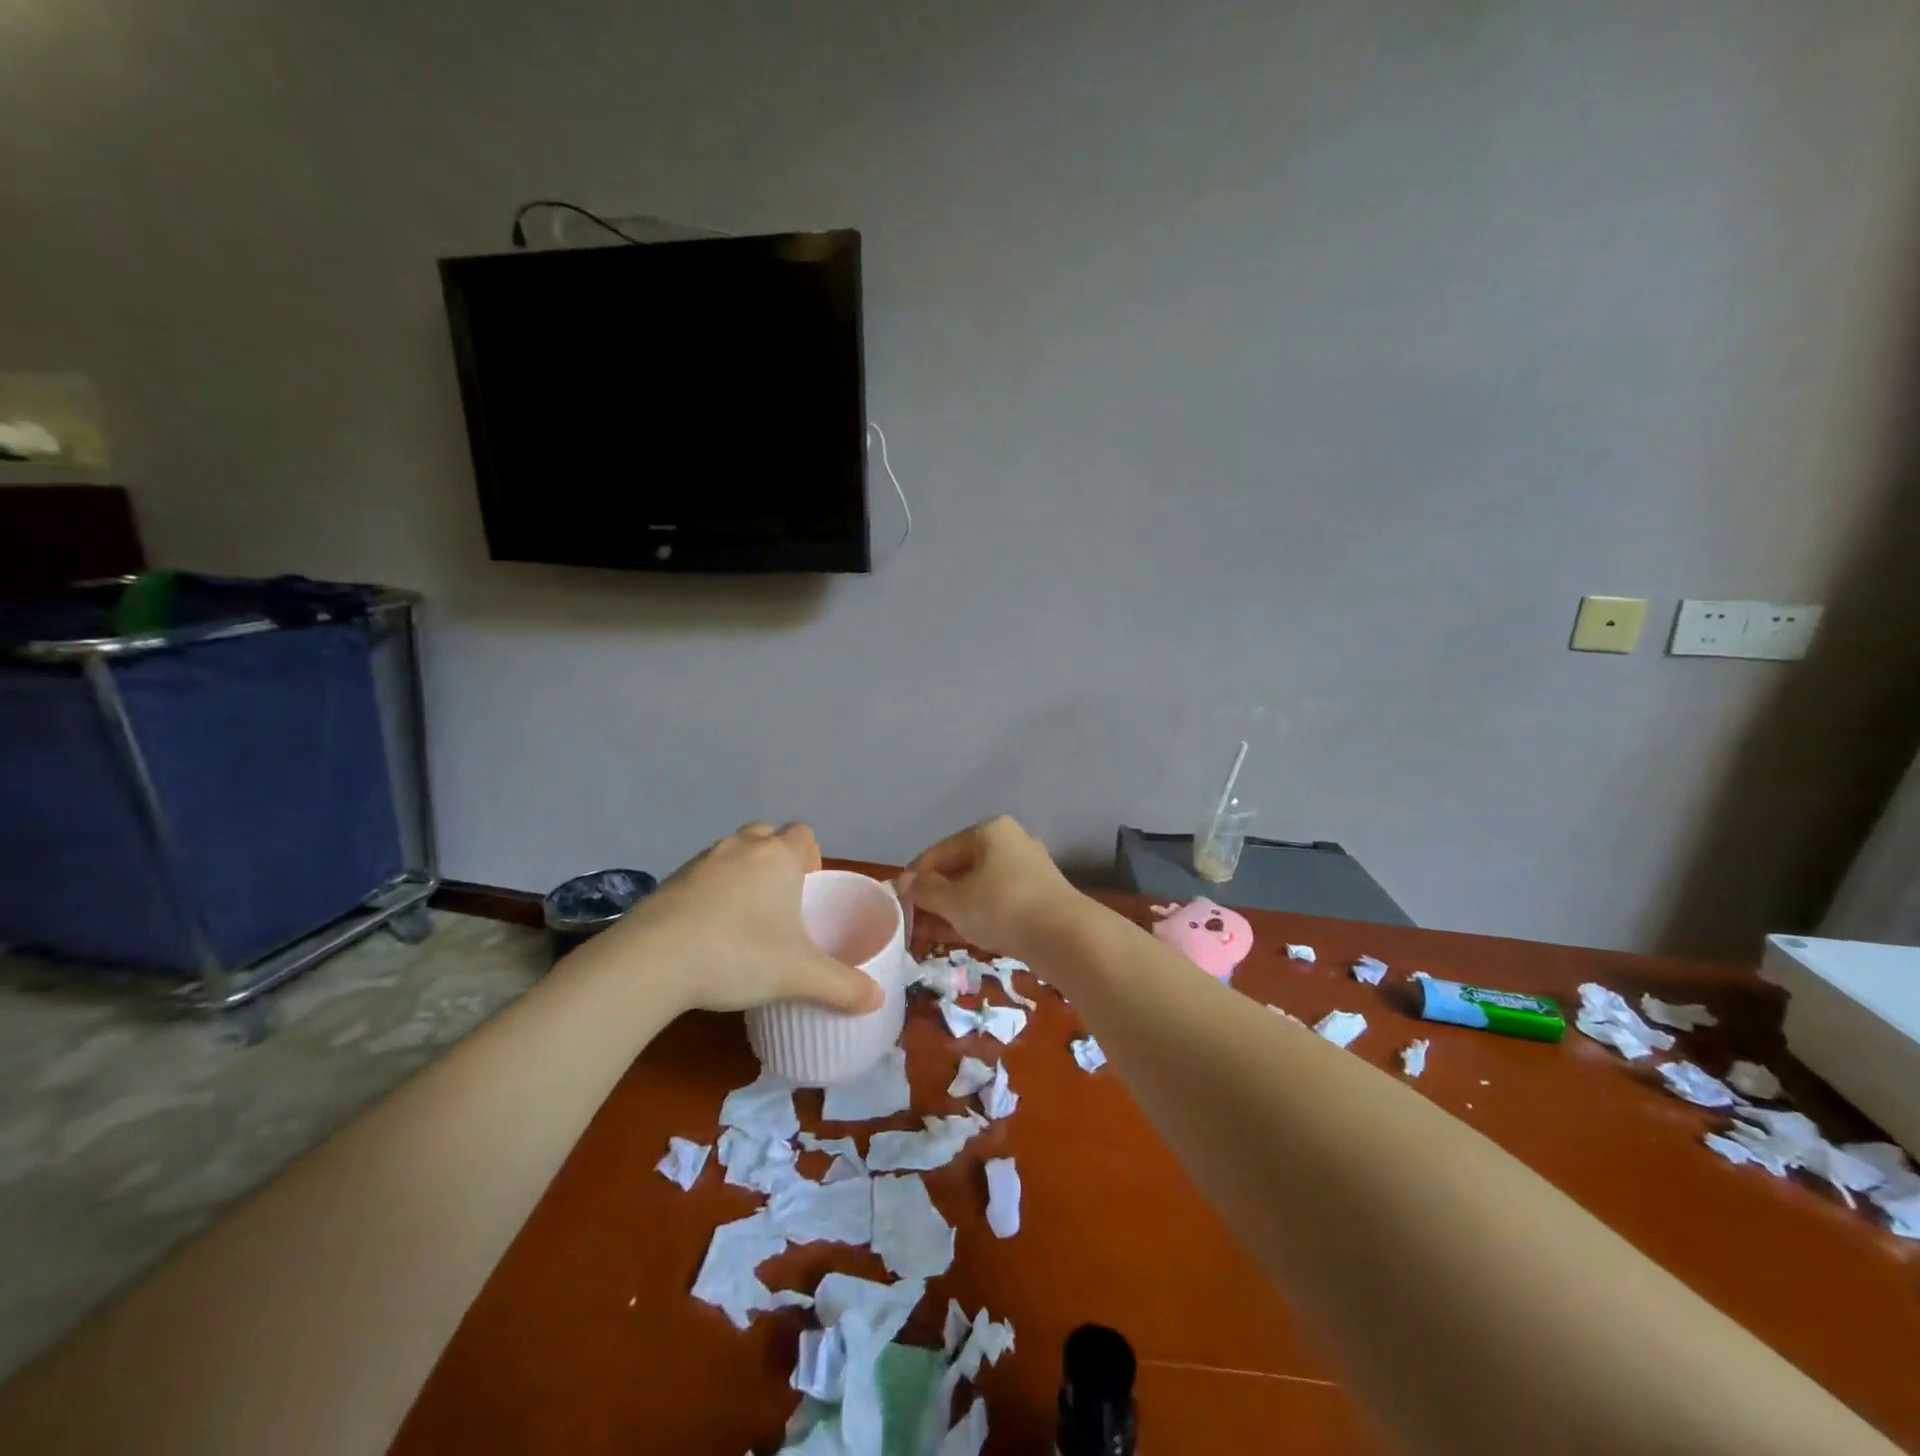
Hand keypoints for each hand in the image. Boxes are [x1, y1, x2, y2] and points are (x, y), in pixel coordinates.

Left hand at [598, 823, 884, 1016]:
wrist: (653, 960)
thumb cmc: (738, 953)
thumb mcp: (798, 975)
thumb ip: (842, 986)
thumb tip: (878, 1000)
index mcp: (778, 857)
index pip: (803, 834)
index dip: (811, 856)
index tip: (808, 889)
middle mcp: (741, 848)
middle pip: (766, 836)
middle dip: (776, 860)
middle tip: (779, 902)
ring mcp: (701, 860)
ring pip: (731, 854)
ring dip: (741, 875)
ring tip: (743, 919)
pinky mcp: (669, 880)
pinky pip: (701, 876)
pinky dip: (709, 893)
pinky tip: (706, 931)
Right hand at [903, 815, 1082, 955]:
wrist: (1065, 936)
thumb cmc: (1002, 907)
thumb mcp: (954, 900)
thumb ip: (925, 890)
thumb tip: (903, 883)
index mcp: (989, 831)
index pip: (940, 851)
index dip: (916, 875)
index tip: (897, 900)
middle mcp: (1011, 842)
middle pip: (961, 868)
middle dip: (935, 895)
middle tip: (913, 919)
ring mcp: (1028, 870)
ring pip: (979, 887)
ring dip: (953, 908)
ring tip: (928, 932)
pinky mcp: (1039, 897)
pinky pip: (997, 902)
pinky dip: (976, 915)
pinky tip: (956, 936)